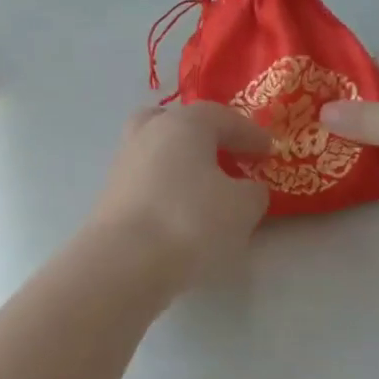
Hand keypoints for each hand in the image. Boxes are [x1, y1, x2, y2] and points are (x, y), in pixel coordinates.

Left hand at [83, 104, 270, 286]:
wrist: (124, 261)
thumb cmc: (190, 221)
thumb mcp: (242, 207)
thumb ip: (253, 191)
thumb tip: (246, 188)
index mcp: (182, 123)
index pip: (222, 117)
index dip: (250, 133)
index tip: (269, 151)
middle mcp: (147, 134)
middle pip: (177, 123)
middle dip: (203, 136)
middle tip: (226, 156)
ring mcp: (123, 163)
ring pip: (157, 150)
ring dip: (181, 163)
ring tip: (205, 188)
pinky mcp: (110, 195)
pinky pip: (146, 180)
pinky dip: (165, 187)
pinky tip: (180, 209)